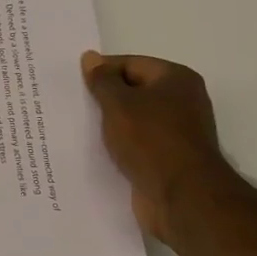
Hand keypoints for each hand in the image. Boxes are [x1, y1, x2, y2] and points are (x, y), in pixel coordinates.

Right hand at [81, 51, 228, 240]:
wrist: (182, 198)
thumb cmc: (151, 140)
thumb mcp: (119, 104)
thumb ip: (102, 80)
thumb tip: (90, 57)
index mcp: (177, 79)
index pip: (131, 64)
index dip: (102, 71)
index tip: (74, 84)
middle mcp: (182, 102)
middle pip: (134, 91)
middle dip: (105, 99)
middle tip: (73, 105)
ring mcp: (177, 133)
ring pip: (134, 120)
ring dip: (111, 125)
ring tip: (79, 128)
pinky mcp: (169, 160)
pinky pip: (138, 144)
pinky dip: (120, 146)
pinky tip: (96, 151)